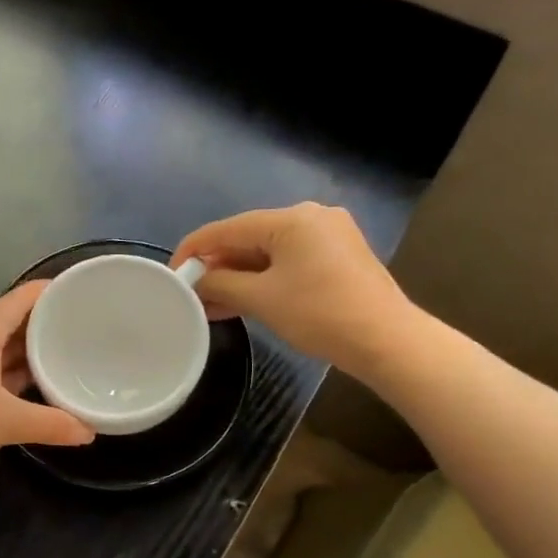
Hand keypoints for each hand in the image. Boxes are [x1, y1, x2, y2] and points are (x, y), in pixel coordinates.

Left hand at [0, 282, 94, 490]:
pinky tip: (29, 392)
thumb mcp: (6, 422)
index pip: (19, 300)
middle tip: (80, 331)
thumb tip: (88, 432)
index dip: (48, 292)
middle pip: (10, 324)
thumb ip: (50, 425)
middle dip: (43, 326)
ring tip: (63, 359)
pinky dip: (9, 378)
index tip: (78, 292)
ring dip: (26, 355)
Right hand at [172, 203, 419, 378]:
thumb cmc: (319, 314)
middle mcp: (311, 217)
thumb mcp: (261, 299)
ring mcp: (329, 236)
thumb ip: (221, 284)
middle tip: (191, 293)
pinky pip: (288, 261)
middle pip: (248, 237)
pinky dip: (263, 279)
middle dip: (217, 266)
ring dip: (238, 276)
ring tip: (210, 303)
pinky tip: (242, 301)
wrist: (386, 340)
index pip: (226, 228)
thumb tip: (197, 281)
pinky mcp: (339, 257)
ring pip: (268, 252)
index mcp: (291, 219)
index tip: (172, 274)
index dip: (193, 250)